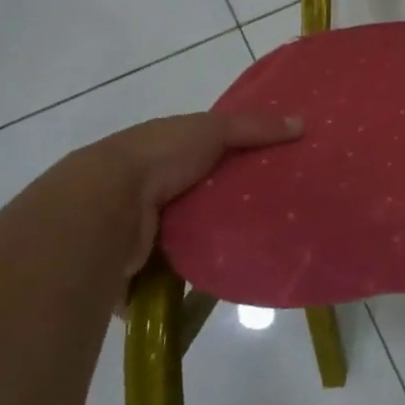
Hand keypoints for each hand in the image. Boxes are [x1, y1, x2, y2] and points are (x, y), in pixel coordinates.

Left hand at [51, 111, 302, 295]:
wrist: (102, 207)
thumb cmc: (158, 157)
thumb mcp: (211, 129)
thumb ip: (254, 127)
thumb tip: (302, 124)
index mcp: (162, 150)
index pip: (204, 153)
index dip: (234, 159)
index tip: (270, 170)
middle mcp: (148, 188)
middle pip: (197, 198)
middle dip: (226, 206)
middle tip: (272, 215)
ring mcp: (140, 229)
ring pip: (185, 238)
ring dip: (208, 245)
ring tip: (254, 251)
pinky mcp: (137, 268)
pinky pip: (172, 275)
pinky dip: (191, 279)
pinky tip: (223, 280)